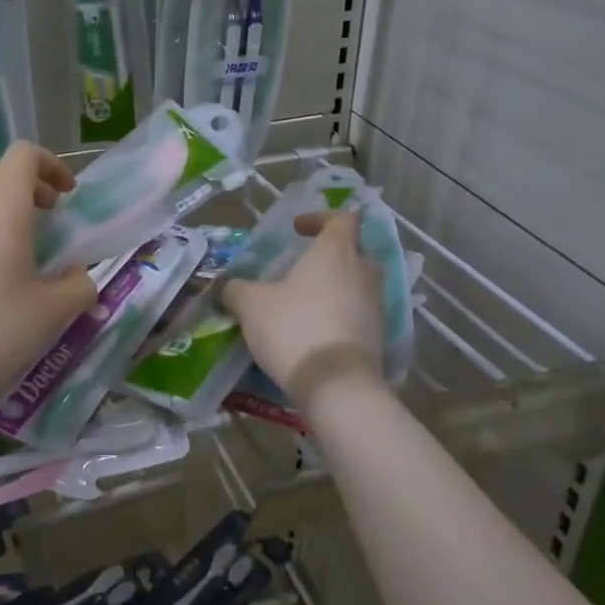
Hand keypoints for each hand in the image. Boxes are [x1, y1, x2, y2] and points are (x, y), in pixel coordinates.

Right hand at [222, 212, 385, 411]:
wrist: (337, 386)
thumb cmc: (294, 329)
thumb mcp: (251, 305)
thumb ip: (235, 289)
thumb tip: (225, 286)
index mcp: (336, 252)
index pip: (341, 218)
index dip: (319, 218)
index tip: (297, 229)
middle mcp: (363, 273)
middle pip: (355, 251)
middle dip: (330, 255)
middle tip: (302, 268)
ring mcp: (376, 306)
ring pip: (359, 284)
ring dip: (336, 287)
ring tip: (304, 302)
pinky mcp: (379, 337)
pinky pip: (359, 314)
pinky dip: (341, 315)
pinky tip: (314, 331)